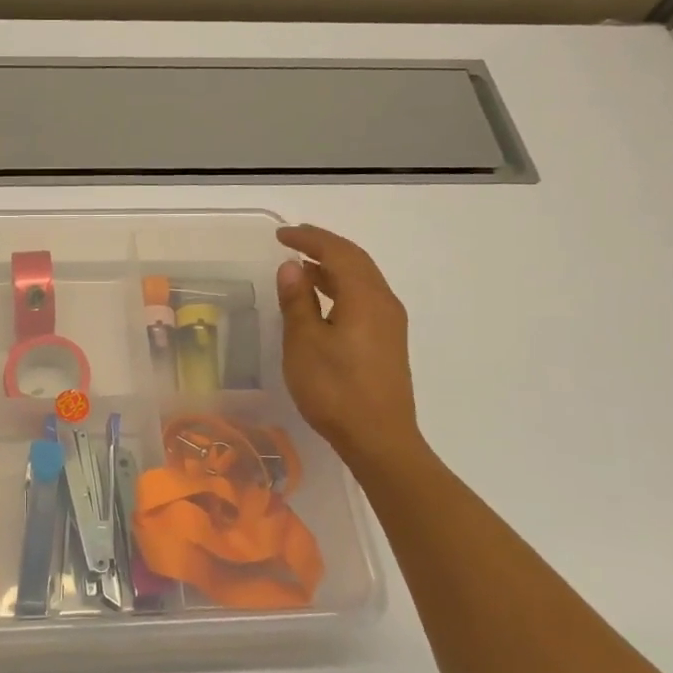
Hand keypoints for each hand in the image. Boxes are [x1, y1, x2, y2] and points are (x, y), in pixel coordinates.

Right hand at [275, 224, 427, 470]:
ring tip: (302, 268)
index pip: (338, 252)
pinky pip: (364, 298)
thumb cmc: (335, 389)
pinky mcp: (388, 341)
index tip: (282, 234)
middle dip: (324, 247)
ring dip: (333, 268)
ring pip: (362, 280)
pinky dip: (342, 288)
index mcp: (365, 297)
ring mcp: (390, 323)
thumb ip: (298, 302)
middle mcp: (384, 302)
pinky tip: (323, 301)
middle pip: (356, 261)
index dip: (309, 239)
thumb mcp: (304, 343)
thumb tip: (291, 267)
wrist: (379, 438)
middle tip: (294, 241)